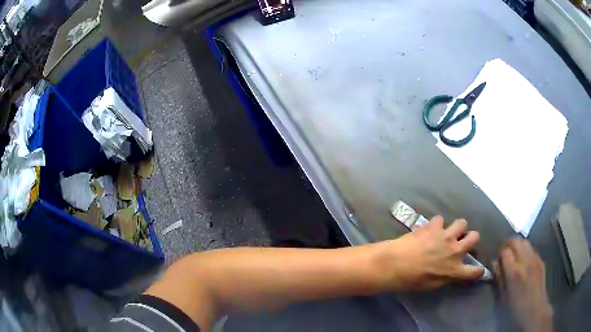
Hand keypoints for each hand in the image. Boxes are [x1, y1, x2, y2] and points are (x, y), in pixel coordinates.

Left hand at [376, 216, 483, 290]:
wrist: (395, 264)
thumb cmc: (411, 281)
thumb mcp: (432, 285)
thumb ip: (445, 277)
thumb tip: (449, 271)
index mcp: (454, 270)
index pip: (474, 272)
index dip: (478, 271)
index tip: (478, 270)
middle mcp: (455, 251)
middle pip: (475, 237)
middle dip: (471, 238)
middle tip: (462, 241)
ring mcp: (446, 236)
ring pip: (462, 223)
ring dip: (456, 227)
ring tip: (447, 232)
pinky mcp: (434, 226)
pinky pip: (440, 219)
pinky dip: (436, 224)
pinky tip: (429, 229)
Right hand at [494, 239, 552, 331]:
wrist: (535, 310)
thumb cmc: (516, 309)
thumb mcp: (503, 298)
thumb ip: (499, 279)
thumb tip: (495, 266)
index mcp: (514, 273)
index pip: (505, 251)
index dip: (499, 255)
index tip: (497, 262)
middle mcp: (525, 261)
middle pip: (516, 241)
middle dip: (508, 245)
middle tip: (504, 255)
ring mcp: (535, 259)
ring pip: (525, 242)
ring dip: (517, 246)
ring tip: (514, 257)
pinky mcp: (541, 260)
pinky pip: (532, 249)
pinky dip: (525, 251)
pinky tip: (524, 263)